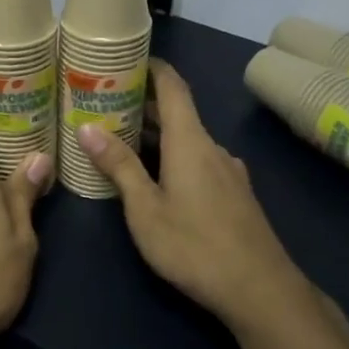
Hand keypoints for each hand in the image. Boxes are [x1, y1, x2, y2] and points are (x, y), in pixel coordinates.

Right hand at [74, 59, 308, 332]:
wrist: (261, 290)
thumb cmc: (194, 245)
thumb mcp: (145, 209)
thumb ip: (119, 166)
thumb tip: (88, 127)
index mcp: (190, 141)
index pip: (173, 86)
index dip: (152, 67)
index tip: (125, 58)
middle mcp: (212, 147)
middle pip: (178, 112)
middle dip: (143, 105)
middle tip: (105, 105)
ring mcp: (228, 171)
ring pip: (188, 139)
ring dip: (157, 134)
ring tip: (122, 141)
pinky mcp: (235, 194)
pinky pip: (199, 160)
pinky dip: (174, 156)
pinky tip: (157, 178)